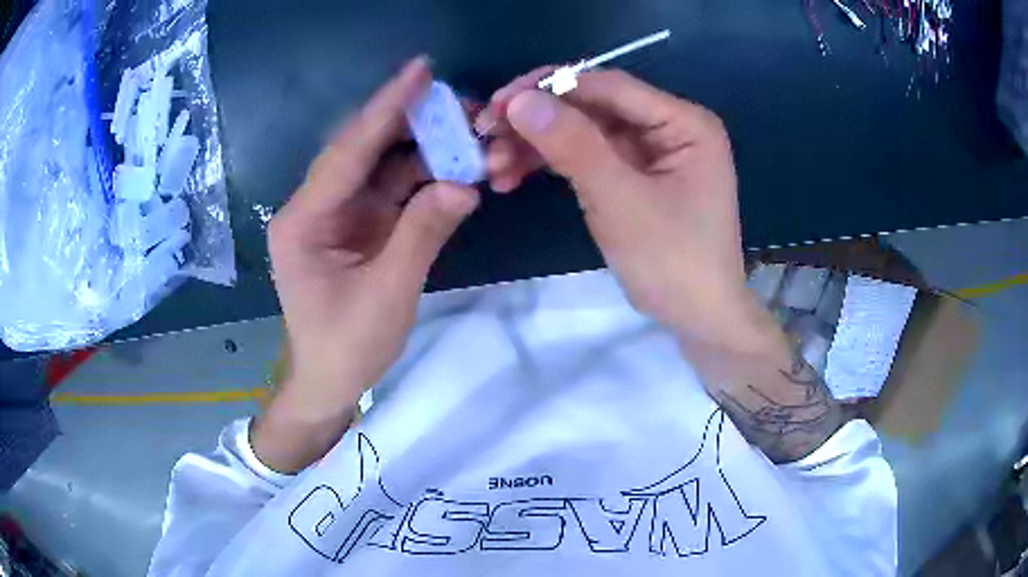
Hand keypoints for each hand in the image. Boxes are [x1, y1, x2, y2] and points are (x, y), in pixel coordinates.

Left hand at [256, 58, 479, 471]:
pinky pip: (392, 191)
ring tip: (466, 129)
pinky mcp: (358, 227)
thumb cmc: (346, 346)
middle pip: (363, 150)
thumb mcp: (386, 294)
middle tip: (457, 100)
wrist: (329, 382)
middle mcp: (316, 207)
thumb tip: (465, 185)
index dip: (387, 108)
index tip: (420, 71)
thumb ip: (422, 234)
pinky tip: (454, 165)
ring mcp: (338, 216)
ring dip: (423, 149)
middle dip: (409, 122)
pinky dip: (423, 178)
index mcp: (304, 219)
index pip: (348, 152)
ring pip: (381, 167)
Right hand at [478, 69, 766, 349]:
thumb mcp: (622, 202)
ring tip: (492, 167)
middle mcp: (667, 126)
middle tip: (485, 135)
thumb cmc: (674, 262)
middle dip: (536, 121)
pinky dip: (550, 164)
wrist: (698, 319)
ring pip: (581, 131)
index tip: (497, 105)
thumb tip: (520, 101)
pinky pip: (584, 156)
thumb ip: (574, 147)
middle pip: (590, 106)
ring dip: (535, 144)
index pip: (608, 86)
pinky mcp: (631, 174)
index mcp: (683, 122)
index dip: (549, 88)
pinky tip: (512, 176)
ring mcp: (648, 151)